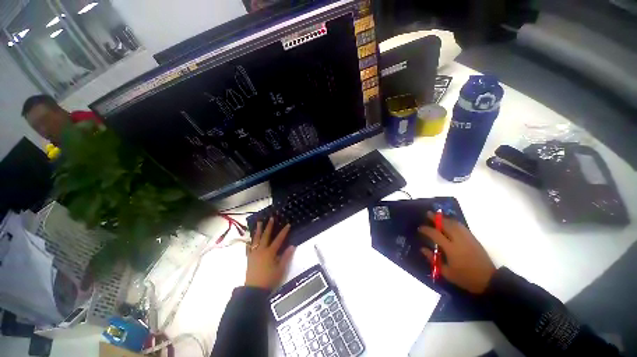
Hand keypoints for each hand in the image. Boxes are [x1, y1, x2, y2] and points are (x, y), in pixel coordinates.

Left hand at [245, 217, 295, 290]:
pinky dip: (249, 242)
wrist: (254, 290)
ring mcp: (254, 253)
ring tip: (259, 222)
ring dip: (258, 230)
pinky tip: (249, 239)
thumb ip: (286, 257)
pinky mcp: (249, 258)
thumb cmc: (269, 279)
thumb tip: (292, 246)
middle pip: (266, 236)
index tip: (288, 224)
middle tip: (271, 218)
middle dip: (269, 226)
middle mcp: (261, 250)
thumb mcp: (281, 269)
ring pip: (256, 239)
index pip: (279, 239)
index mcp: (270, 252)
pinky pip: (249, 248)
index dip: (284, 232)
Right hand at [418, 212, 495, 293]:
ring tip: (438, 216)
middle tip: (428, 214)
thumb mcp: (446, 272)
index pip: (435, 234)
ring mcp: (467, 238)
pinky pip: (462, 227)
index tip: (420, 228)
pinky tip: (450, 223)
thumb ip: (433, 259)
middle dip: (436, 218)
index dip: (426, 230)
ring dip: (445, 219)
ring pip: (455, 224)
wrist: (488, 280)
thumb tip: (423, 249)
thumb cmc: (465, 277)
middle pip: (446, 225)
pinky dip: (454, 222)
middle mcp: (459, 240)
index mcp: (451, 249)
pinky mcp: (474, 239)